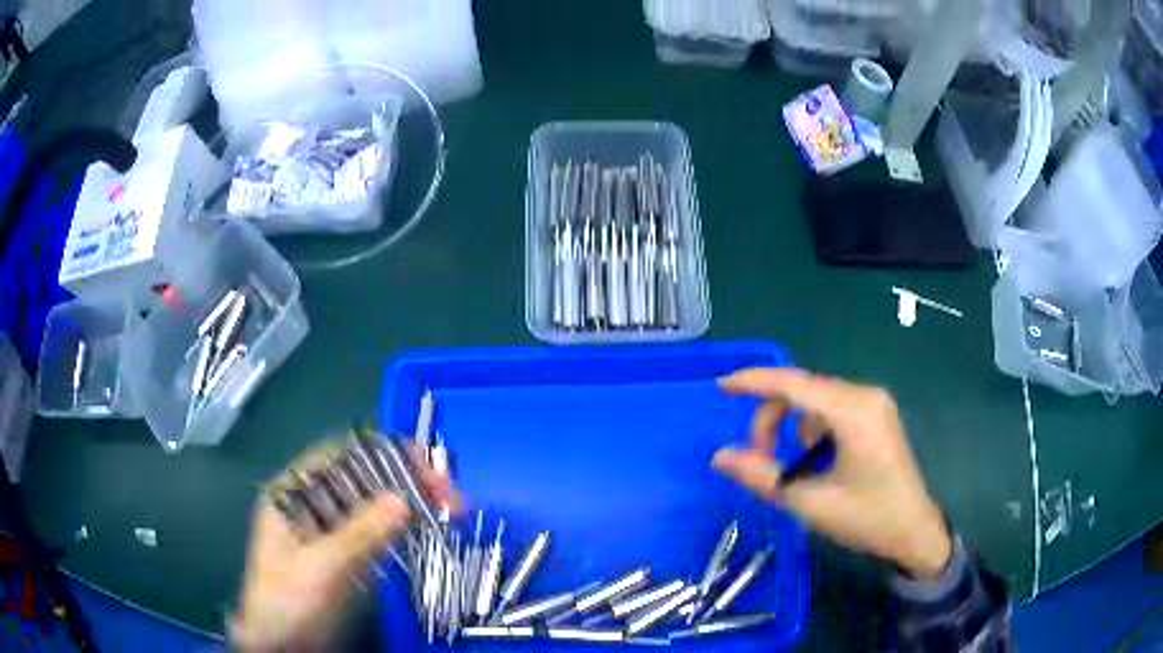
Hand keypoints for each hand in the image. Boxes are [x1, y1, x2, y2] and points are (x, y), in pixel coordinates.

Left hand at [233, 445, 460, 650]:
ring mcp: (327, 529)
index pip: (339, 457)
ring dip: (408, 503)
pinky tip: (426, 530)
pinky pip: (375, 531)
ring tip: (449, 509)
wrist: (281, 645)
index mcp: (293, 495)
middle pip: (361, 478)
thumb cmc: (288, 602)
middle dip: (404, 480)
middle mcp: (311, 504)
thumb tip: (403, 500)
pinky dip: (402, 528)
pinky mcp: (343, 553)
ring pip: (372, 504)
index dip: (381, 454)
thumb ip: (359, 535)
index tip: (424, 467)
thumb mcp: (321, 568)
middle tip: (448, 495)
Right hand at [713, 368, 952, 579]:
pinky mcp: (876, 415)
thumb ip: (762, 476)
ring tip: (789, 467)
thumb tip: (720, 456)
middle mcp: (865, 395)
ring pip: (816, 400)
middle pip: (803, 390)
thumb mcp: (809, 502)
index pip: (794, 384)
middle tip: (758, 458)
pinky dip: (811, 428)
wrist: (914, 532)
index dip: (754, 382)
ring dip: (791, 425)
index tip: (721, 386)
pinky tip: (814, 460)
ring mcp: (874, 403)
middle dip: (772, 418)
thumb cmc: (867, 518)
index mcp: (853, 411)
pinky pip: (832, 409)